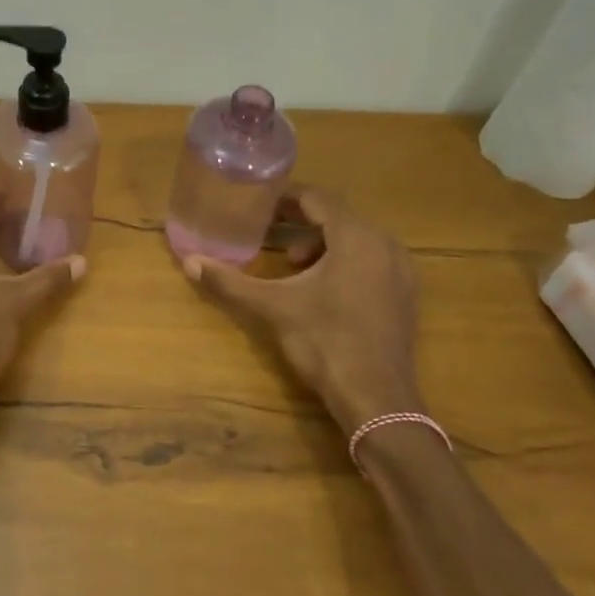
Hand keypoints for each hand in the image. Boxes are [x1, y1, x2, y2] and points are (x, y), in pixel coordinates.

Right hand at [183, 187, 423, 429]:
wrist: (377, 398)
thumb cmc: (325, 342)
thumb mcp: (273, 308)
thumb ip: (231, 282)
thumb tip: (190, 262)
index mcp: (356, 237)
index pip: (317, 199)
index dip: (284, 198)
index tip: (258, 203)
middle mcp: (385, 244)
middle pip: (337, 217)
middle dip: (300, 223)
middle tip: (266, 232)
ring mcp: (400, 271)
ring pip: (355, 240)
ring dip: (321, 244)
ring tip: (293, 266)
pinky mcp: (404, 295)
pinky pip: (370, 261)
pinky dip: (343, 262)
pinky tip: (321, 290)